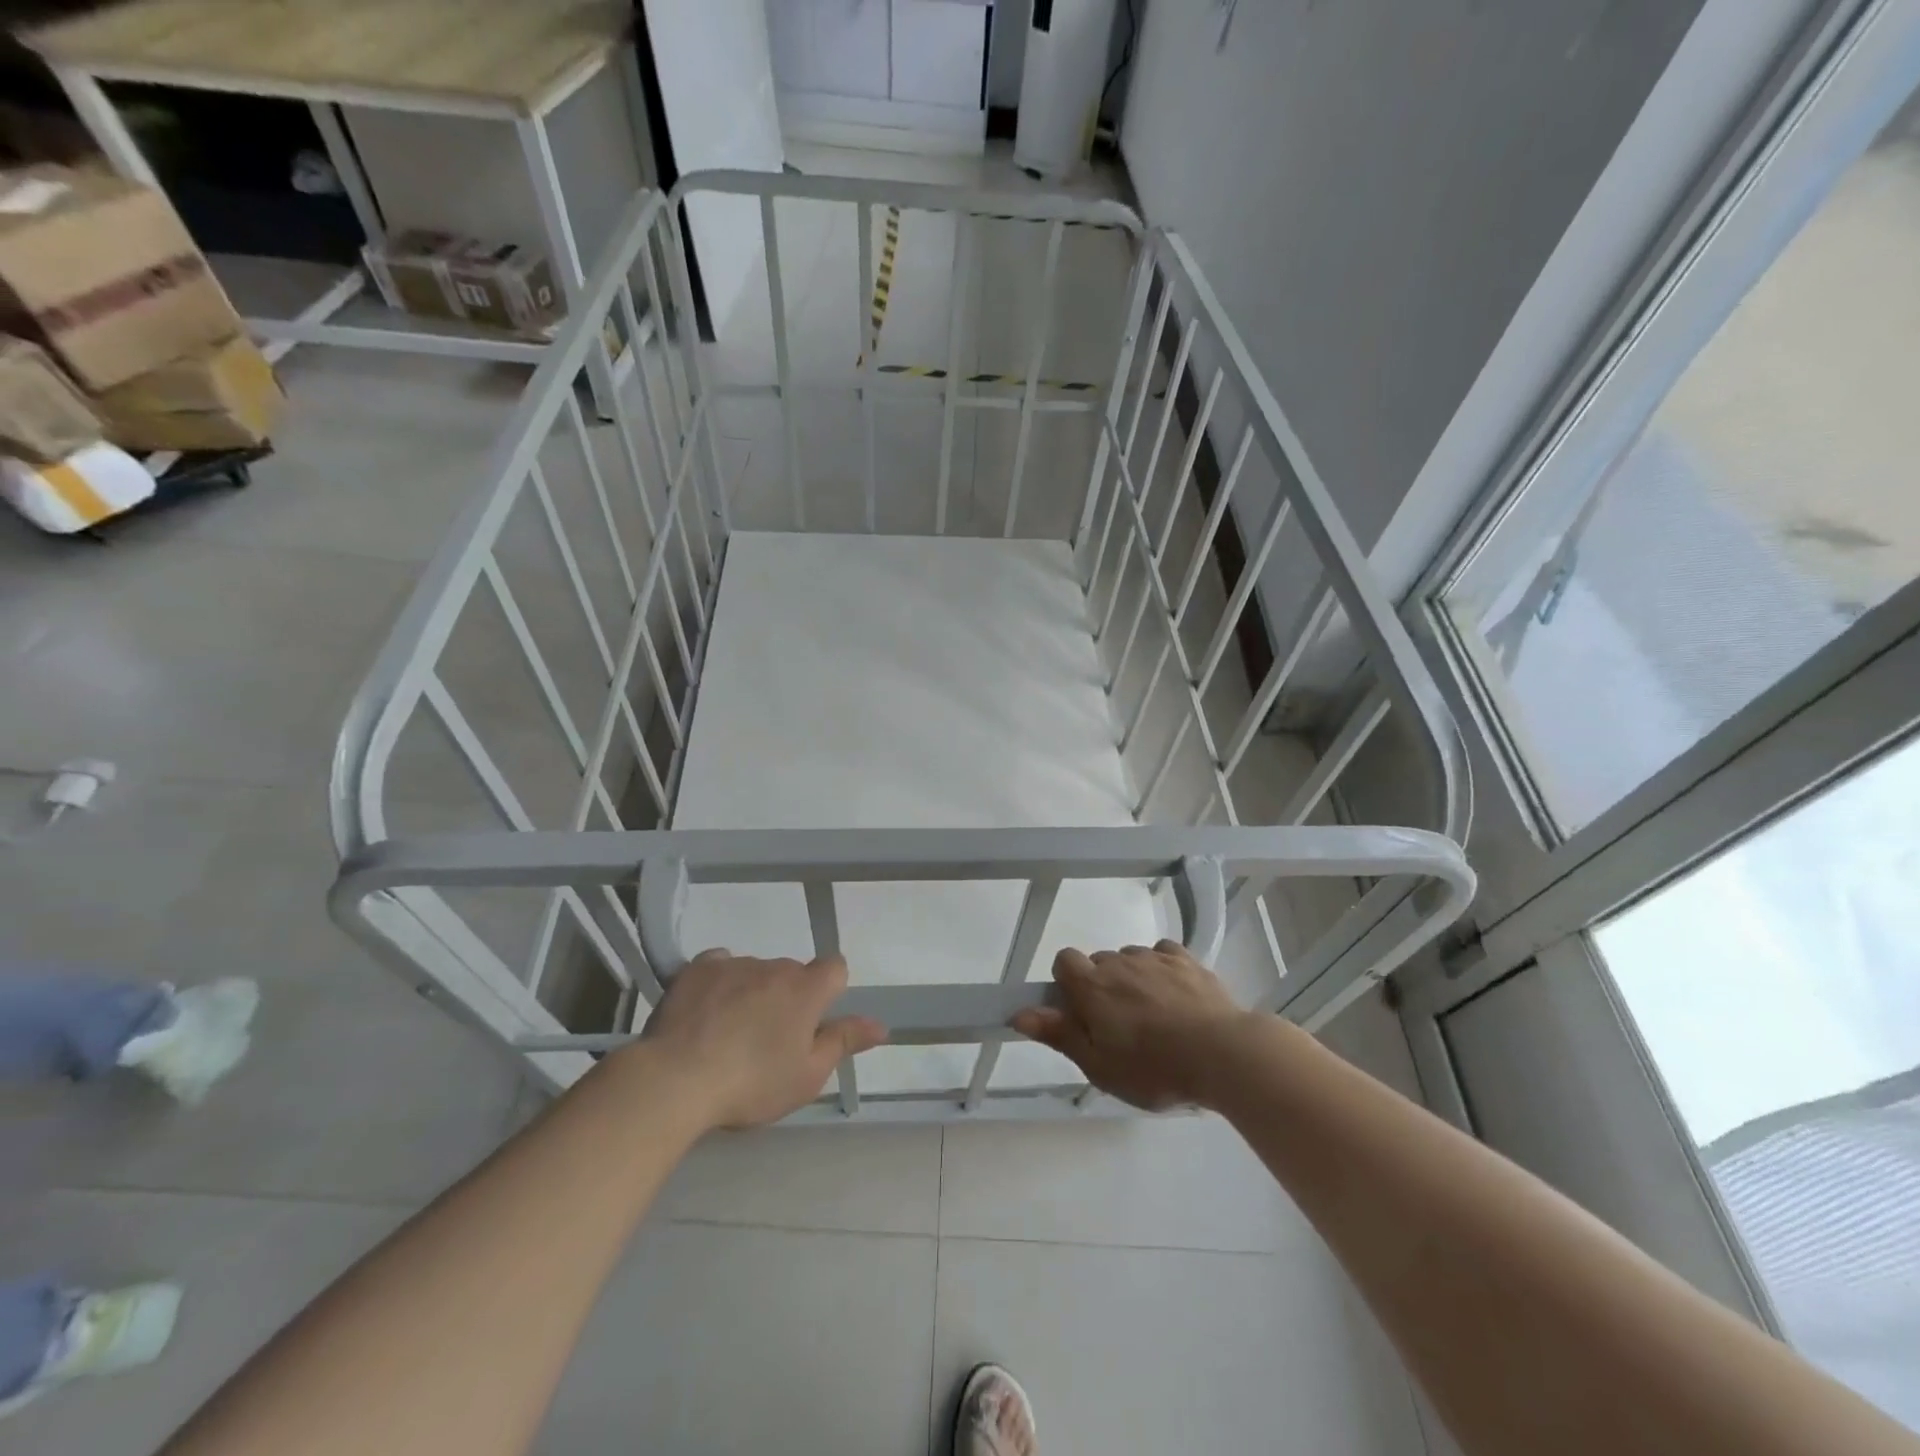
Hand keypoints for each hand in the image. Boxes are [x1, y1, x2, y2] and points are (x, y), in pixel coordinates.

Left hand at [636, 950, 887, 1129]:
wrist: (676, 1079)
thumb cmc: (752, 1083)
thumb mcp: (807, 1076)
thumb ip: (844, 1042)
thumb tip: (881, 1025)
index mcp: (807, 989)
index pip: (835, 968)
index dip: (828, 991)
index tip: (811, 1022)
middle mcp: (775, 966)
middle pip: (791, 974)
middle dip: (785, 999)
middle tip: (766, 1041)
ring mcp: (735, 963)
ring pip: (755, 972)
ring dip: (751, 992)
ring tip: (727, 1034)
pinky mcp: (698, 968)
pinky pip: (719, 966)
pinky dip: (719, 983)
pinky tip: (704, 1012)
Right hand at [1011, 941, 1251, 1110]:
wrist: (1222, 1053)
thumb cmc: (1153, 1068)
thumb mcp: (1099, 1065)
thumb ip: (1058, 1034)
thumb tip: (1018, 1014)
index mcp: (1092, 985)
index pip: (1063, 960)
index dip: (1066, 983)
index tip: (1081, 1013)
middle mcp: (1119, 961)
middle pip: (1099, 963)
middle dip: (1101, 987)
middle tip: (1119, 1028)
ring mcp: (1155, 957)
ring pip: (1131, 959)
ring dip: (1133, 979)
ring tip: (1153, 1017)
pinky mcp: (1187, 960)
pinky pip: (1163, 954)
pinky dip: (1162, 970)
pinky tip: (1175, 997)